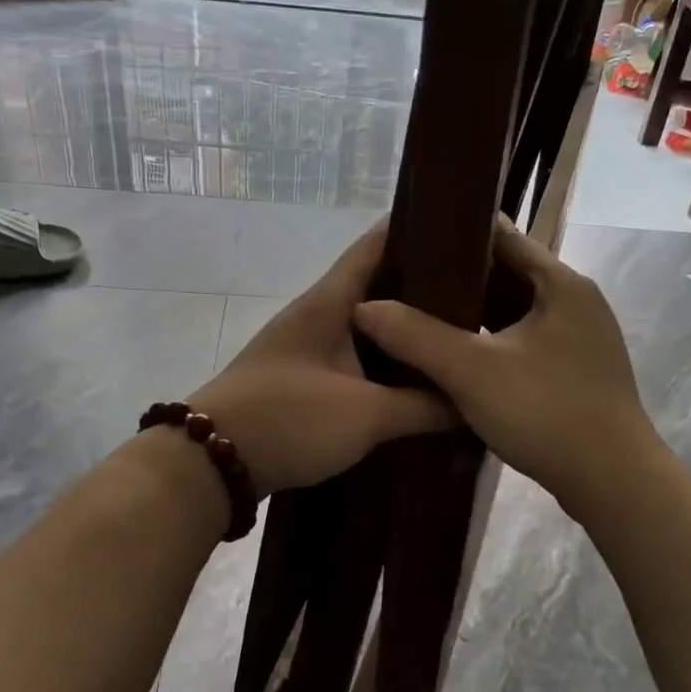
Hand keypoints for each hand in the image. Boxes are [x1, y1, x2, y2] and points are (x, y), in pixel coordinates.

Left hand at [187, 223, 455, 495]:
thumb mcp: (366, 415)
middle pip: (376, 284)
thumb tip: (470, 401)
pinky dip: (380, 361)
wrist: (213, 462)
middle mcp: (315, 313)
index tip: (465, 232)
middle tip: (477, 298)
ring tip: (451, 337)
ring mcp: (303, 345)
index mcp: (329, 301)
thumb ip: (423, 406)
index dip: (418, 229)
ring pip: (364, 325)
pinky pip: (350, 356)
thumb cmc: (291, 419)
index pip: (377, 244)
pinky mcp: (298, 377)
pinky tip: (408, 379)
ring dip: (401, 329)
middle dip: (422, 287)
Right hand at [353, 218, 656, 515]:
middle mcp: (576, 301)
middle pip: (507, 274)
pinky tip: (457, 360)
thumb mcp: (472, 371)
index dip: (454, 233)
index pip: (501, 235)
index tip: (408, 241)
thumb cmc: (547, 413)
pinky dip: (491, 344)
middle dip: (457, 279)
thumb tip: (363, 308)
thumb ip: (415, 335)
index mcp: (561, 283)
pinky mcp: (576, 372)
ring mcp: (579, 339)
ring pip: (514, 313)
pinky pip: (524, 343)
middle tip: (404, 285)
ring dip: (473, 315)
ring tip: (420, 319)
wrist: (612, 483)